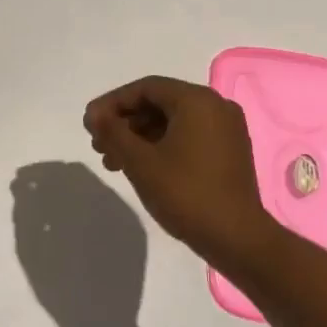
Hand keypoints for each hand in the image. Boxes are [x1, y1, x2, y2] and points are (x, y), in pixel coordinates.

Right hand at [83, 76, 277, 270]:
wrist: (236, 237)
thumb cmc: (185, 193)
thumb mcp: (140, 161)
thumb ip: (113, 132)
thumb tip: (94, 115)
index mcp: (196, 101)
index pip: (145, 88)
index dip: (112, 103)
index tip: (90, 123)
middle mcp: (216, 106)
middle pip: (159, 103)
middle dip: (125, 122)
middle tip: (99, 145)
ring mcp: (226, 129)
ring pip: (172, 122)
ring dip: (140, 137)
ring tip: (113, 162)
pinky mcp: (229, 151)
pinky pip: (188, 136)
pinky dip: (162, 145)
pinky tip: (141, 166)